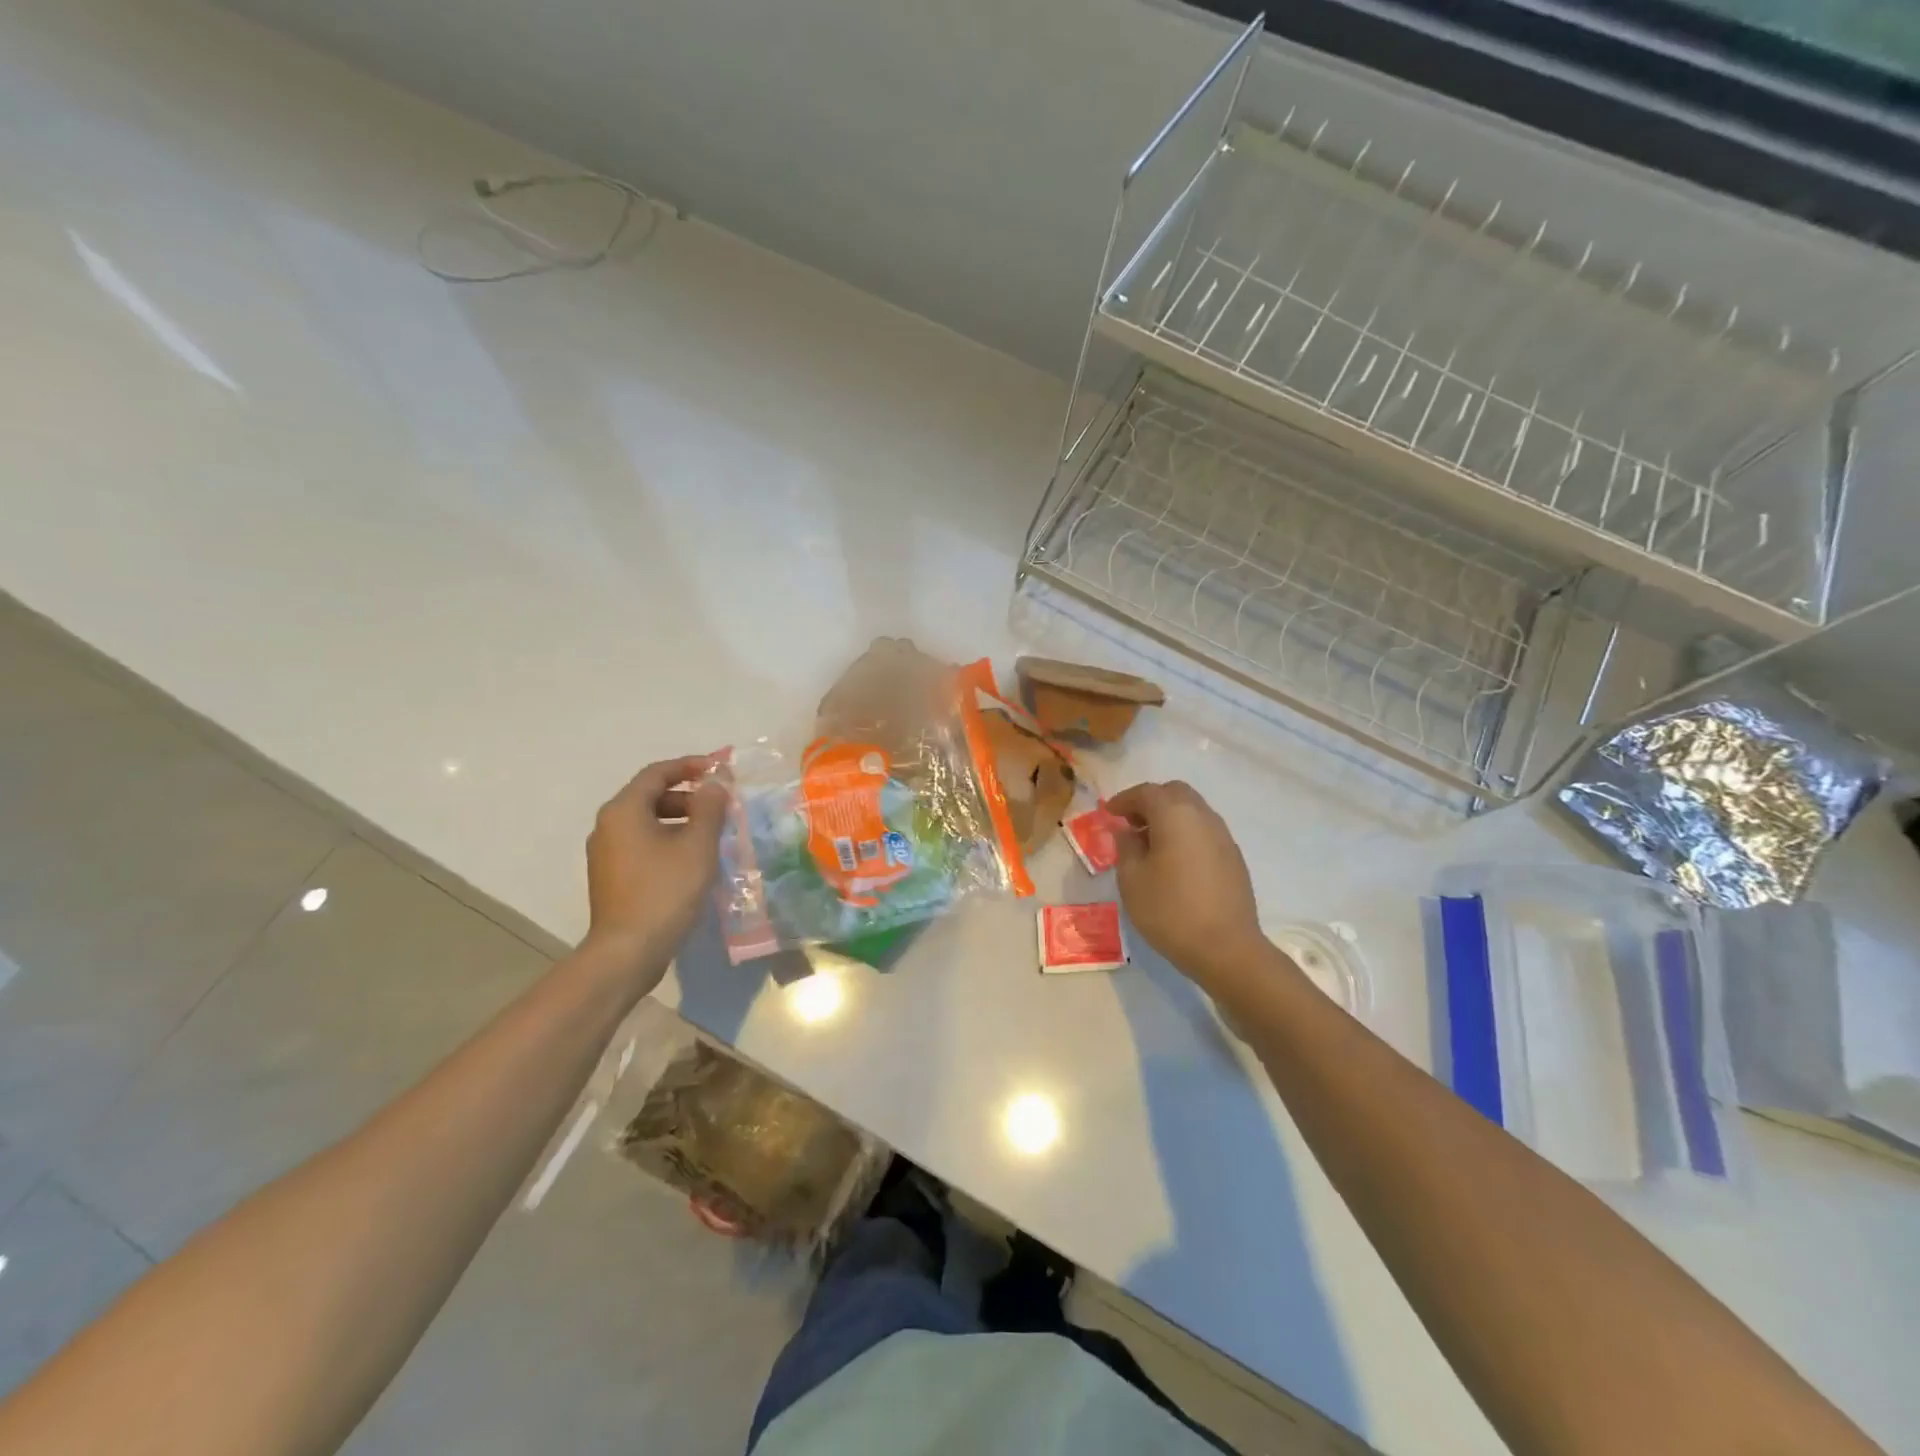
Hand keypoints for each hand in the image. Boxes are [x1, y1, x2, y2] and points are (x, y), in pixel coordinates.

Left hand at [582, 753, 729, 990]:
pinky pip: (642, 845)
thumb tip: (715, 783)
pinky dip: (668, 841)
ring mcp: (606, 853)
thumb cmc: (665, 891)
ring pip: (647, 822)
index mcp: (624, 810)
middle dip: (689, 796)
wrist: (627, 951)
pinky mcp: (611, 877)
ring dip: (681, 820)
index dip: (690, 766)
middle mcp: (608, 825)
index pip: (657, 773)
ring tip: (712, 835)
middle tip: (721, 808)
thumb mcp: (697, 845)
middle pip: (651, 796)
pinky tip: (692, 861)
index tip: (719, 770)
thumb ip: (709, 808)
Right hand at [1108, 780, 1267, 983]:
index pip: (1146, 792)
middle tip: (1130, 824)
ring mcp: (1223, 836)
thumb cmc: (1170, 910)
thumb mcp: (1132, 879)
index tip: (1109, 813)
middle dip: (1150, 802)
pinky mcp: (1234, 858)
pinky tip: (1174, 862)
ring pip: (1192, 811)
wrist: (1226, 948)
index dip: (1124, 799)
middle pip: (1174, 793)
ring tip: (1150, 844)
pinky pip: (1204, 832)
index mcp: (1175, 815)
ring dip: (1169, 817)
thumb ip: (1126, 847)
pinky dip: (1185, 833)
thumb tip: (1127, 832)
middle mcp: (1203, 816)